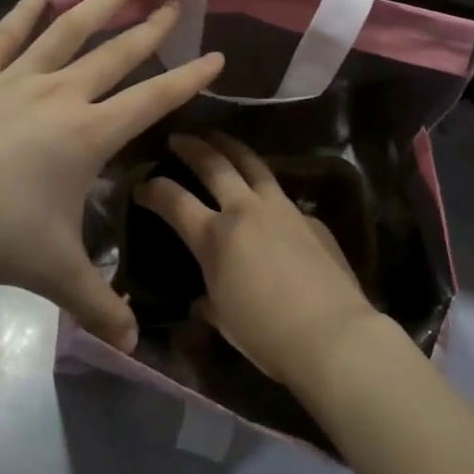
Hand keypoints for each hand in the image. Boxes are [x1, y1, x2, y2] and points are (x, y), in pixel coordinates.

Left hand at [0, 0, 222, 345]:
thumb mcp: (52, 272)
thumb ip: (97, 303)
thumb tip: (132, 345)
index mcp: (88, 134)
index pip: (153, 99)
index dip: (189, 78)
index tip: (217, 54)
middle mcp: (61, 95)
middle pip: (117, 52)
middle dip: (151, 27)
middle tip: (175, 0)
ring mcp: (16, 80)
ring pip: (68, 30)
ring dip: (101, 1)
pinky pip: (6, 36)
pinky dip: (25, 10)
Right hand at [135, 134, 382, 391]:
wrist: (331, 334)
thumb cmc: (266, 336)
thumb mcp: (224, 320)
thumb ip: (207, 301)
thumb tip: (201, 301)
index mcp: (215, 237)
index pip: (174, 201)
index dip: (153, 189)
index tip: (142, 184)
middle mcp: (245, 210)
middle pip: (214, 164)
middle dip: (192, 147)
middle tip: (179, 138)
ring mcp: (281, 208)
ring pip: (252, 163)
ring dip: (231, 146)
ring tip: (219, 137)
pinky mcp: (309, 216)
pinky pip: (281, 191)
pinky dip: (264, 183)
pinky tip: (263, 190)